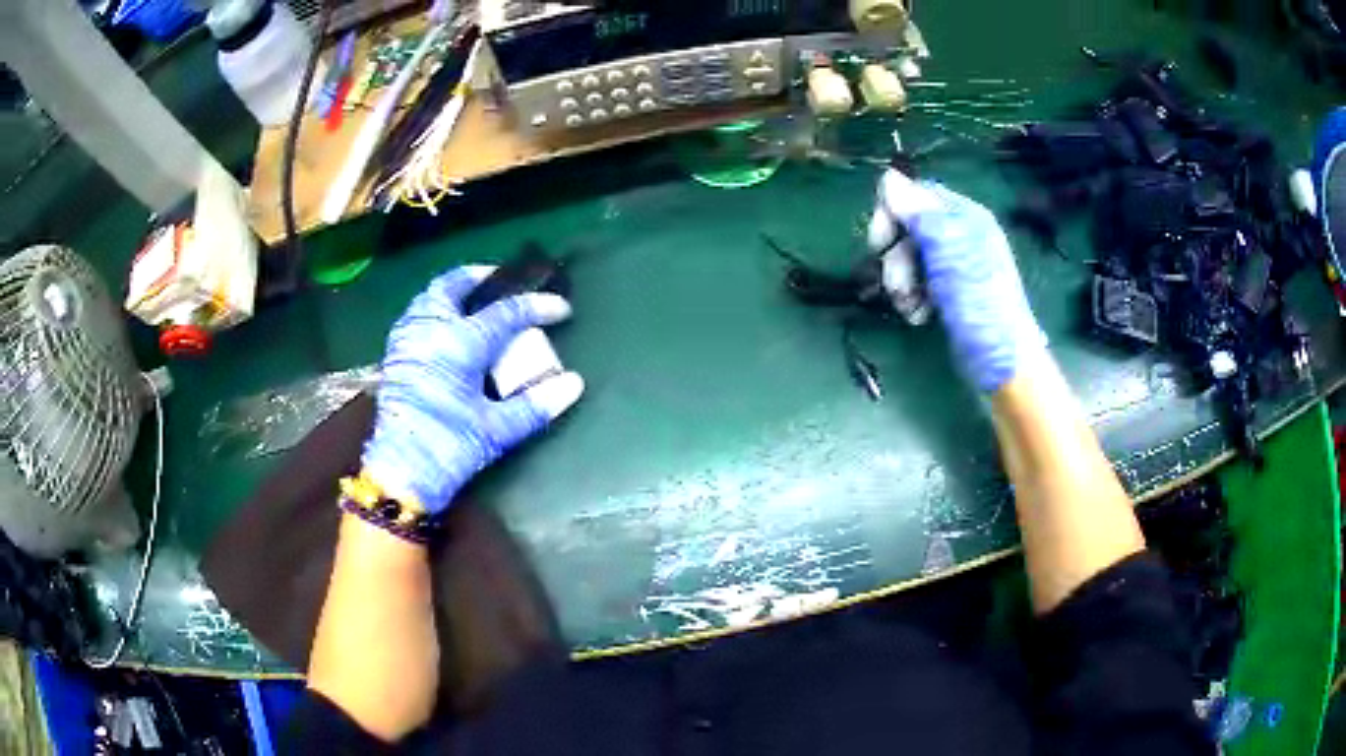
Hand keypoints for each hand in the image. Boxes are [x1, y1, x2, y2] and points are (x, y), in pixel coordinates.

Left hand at [362, 266, 584, 513]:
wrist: (400, 473)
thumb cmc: (449, 448)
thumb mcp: (497, 429)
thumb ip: (535, 404)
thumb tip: (573, 384)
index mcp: (459, 343)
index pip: (506, 313)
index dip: (537, 307)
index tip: (562, 309)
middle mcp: (430, 330)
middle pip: (453, 286)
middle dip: (479, 276)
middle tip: (502, 279)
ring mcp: (408, 340)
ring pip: (428, 297)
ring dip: (453, 291)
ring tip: (473, 299)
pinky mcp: (395, 356)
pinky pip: (415, 315)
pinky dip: (433, 308)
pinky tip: (445, 326)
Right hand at [869, 170, 1046, 392]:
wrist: (1000, 360)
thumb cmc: (979, 302)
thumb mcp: (947, 251)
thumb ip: (918, 213)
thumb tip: (888, 175)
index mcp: (964, 216)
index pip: (914, 195)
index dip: (891, 214)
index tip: (877, 243)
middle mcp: (959, 234)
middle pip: (907, 228)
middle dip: (895, 258)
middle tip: (897, 288)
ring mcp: (954, 264)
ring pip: (908, 258)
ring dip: (901, 284)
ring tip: (911, 308)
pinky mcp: (948, 291)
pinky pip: (917, 283)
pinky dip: (912, 299)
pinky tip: (920, 316)